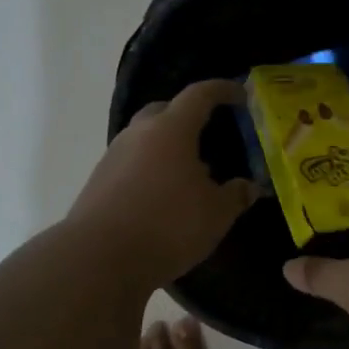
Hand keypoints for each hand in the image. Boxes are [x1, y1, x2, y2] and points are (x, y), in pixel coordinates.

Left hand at [70, 79, 258, 284]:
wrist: (99, 258)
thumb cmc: (167, 226)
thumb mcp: (215, 214)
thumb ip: (236, 195)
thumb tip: (250, 186)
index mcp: (171, 130)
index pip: (199, 95)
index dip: (222, 90)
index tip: (240, 94)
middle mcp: (139, 134)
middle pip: (165, 110)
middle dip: (188, 115)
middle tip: (210, 131)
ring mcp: (114, 156)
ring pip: (146, 138)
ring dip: (168, 145)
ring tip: (190, 171)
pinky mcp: (99, 181)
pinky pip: (133, 162)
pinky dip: (152, 168)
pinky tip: (165, 194)